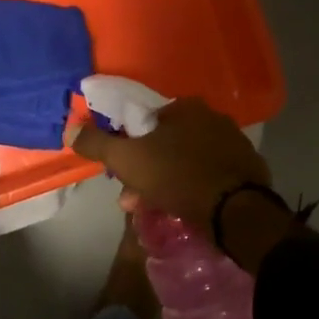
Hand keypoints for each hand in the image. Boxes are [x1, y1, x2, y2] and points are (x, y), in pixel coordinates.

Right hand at [64, 97, 271, 238]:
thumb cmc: (178, 176)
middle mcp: (213, 118)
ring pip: (187, 162)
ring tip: (153, 209)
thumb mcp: (128, 159)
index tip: (120, 171)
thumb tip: (70, 130)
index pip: (147, 122)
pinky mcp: (247, 170)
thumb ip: (97, 143)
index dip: (129, 146)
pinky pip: (209, 176)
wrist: (236, 211)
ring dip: (165, 183)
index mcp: (186, 107)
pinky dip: (193, 189)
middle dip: (145, 171)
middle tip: (132, 197)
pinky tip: (184, 209)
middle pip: (167, 144)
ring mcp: (234, 144)